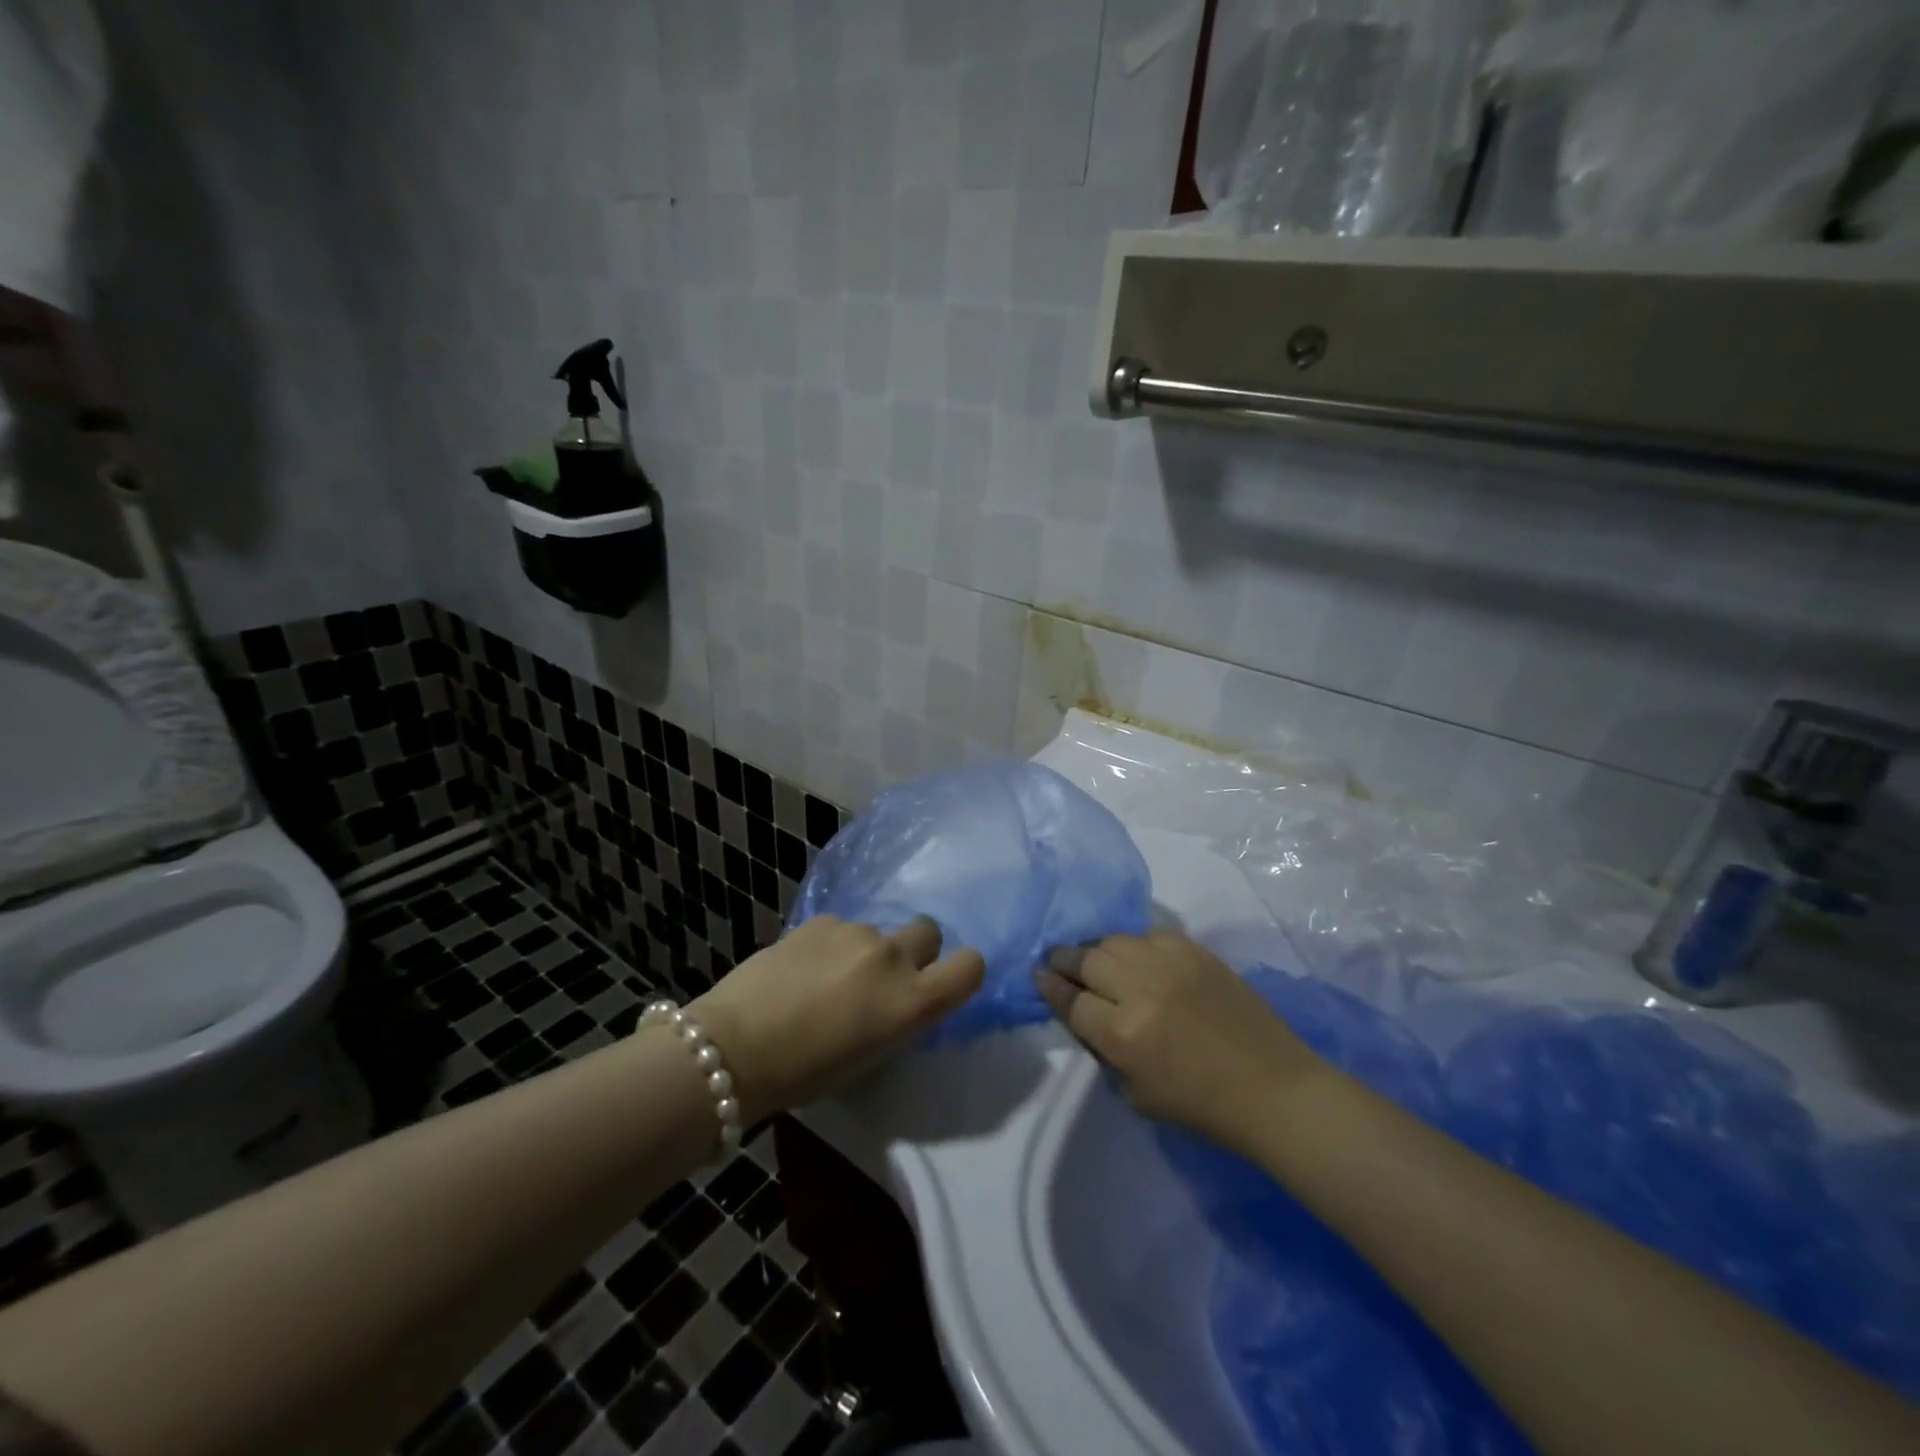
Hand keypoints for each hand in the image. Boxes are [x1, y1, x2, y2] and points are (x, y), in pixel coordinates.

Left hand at [693, 916, 984, 1123]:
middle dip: (915, 950)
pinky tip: (801, 968)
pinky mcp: (821, 920)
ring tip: (825, 979)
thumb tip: (900, 999)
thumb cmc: (806, 1074)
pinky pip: (842, 927)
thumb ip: (899, 1017)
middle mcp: (893, 958)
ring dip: (865, 950)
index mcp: (911, 1002)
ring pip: (879, 931)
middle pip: (930, 931)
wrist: (734, 1046)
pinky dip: (831, 944)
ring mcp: (856, 932)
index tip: (942, 982)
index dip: (963, 971)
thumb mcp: (871, 1057)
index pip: (971, 967)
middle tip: (880, 978)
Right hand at [1038, 931, 1326, 1157]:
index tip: (1038, 975)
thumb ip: (1104, 1049)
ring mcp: (1170, 964)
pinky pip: (1150, 934)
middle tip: (1058, 961)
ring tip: (1096, 958)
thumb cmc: (1201, 1106)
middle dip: (1065, 960)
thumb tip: (1084, 1014)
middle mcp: (1140, 990)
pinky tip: (1137, 957)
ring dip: (1098, 950)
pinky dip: (1136, 945)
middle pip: (1085, 959)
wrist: (1272, 1088)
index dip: (1049, 986)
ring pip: (1115, 940)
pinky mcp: (1195, 951)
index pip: (1070, 1000)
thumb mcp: (1136, 1093)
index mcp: (1122, 1034)